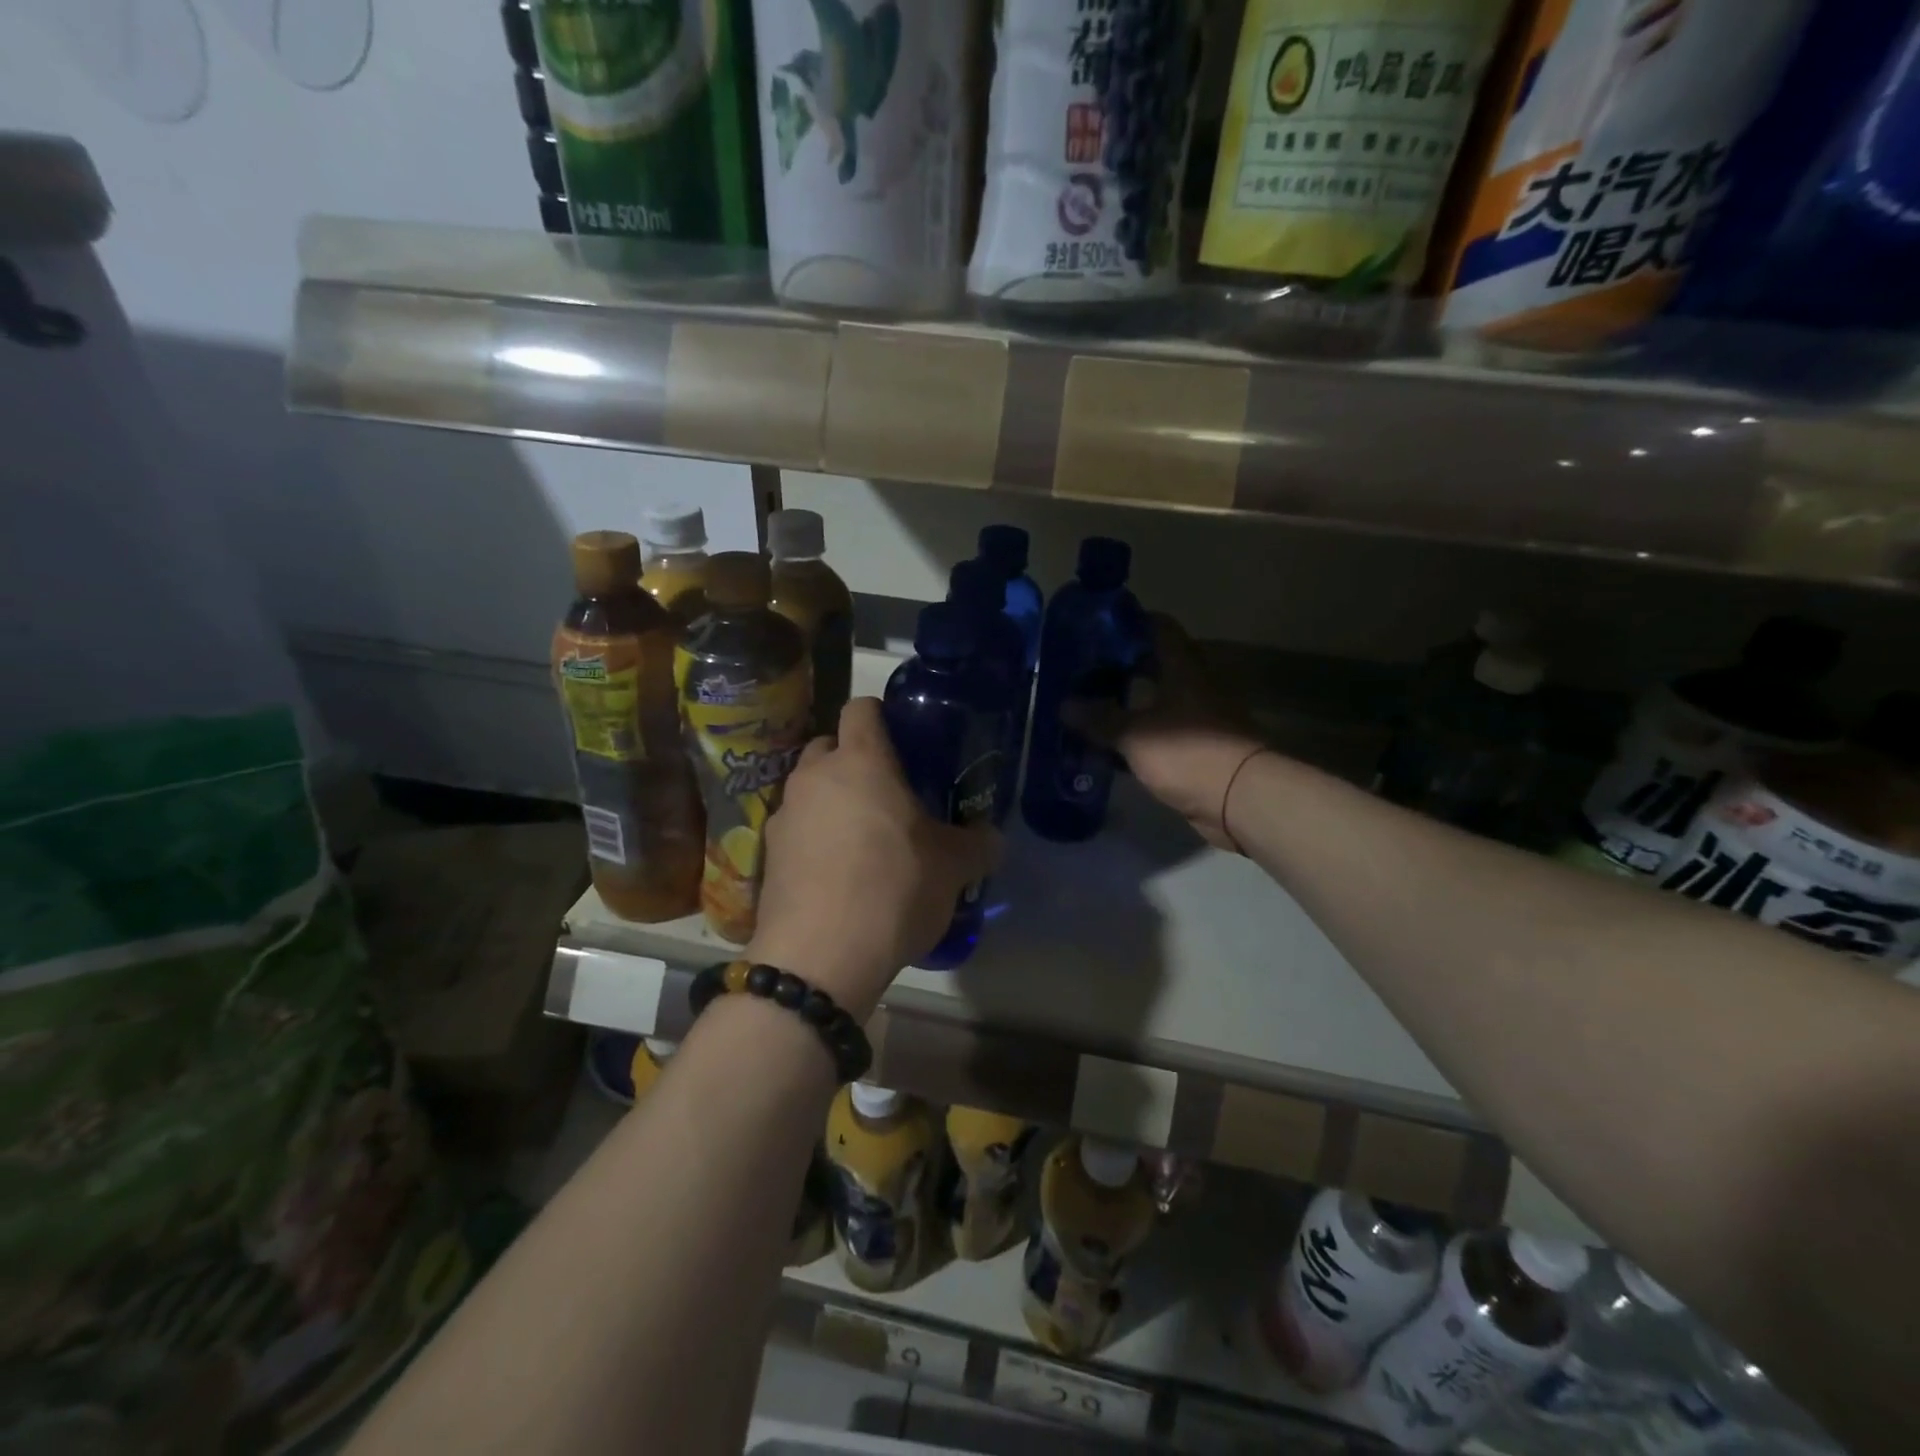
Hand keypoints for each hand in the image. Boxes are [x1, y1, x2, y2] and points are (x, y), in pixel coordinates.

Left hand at [749, 698, 1001, 1019]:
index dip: (882, 717)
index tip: (904, 744)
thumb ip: (977, 844)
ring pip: (810, 790)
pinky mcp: (767, 855)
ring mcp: (784, 815)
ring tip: (862, 841)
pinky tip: (837, 877)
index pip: (862, 707)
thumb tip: (993, 839)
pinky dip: (814, 840)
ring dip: (832, 802)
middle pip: (829, 746)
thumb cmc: (894, 889)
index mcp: (861, 761)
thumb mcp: (953, 868)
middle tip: (888, 796)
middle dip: (854, 761)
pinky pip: (796, 830)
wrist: (819, 957)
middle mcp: (814, 777)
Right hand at [1071, 617, 1265, 851]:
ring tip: (1090, 705)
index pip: (1160, 629)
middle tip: (1085, 670)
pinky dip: (1138, 734)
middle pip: (1157, 665)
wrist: (1240, 799)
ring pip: (1157, 701)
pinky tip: (1111, 743)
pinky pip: (1161, 732)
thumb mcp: (1135, 735)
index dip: (1132, 622)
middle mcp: (1194, 686)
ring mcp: (1199, 718)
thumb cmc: (1188, 753)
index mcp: (1184, 669)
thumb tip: (1064, 705)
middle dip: (1123, 666)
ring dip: (1129, 703)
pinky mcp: (1198, 749)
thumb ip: (1100, 719)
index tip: (1100, 626)